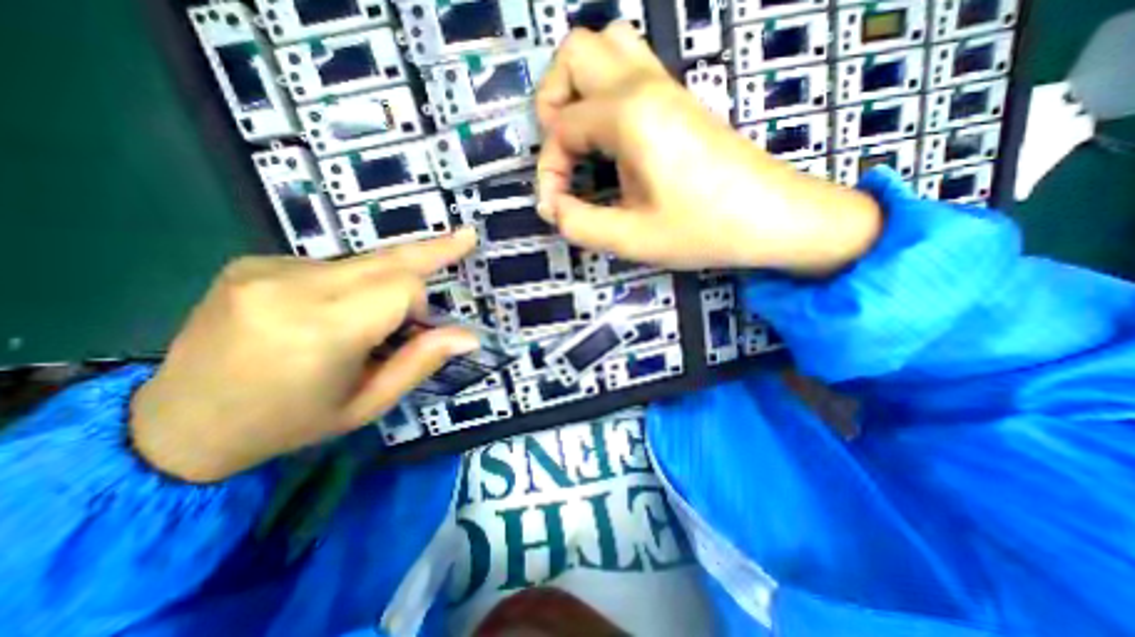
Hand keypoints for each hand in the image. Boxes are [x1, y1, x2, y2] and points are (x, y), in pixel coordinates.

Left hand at [133, 230, 477, 482]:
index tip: (418, 329)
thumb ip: (421, 362)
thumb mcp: (368, 404)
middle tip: (467, 236)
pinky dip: (350, 284)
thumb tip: (470, 335)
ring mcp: (265, 268)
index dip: (420, 305)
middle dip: (430, 251)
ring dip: (383, 283)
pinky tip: (328, 312)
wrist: (176, 426)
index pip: (402, 287)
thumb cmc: (289, 423)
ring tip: (367, 321)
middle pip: (387, 259)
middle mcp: (291, 286)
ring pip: (363, 262)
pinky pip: (331, 266)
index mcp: (321, 330)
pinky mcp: (252, 262)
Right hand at [538, 23, 880, 273]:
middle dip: (551, 102)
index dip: (549, 170)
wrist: (772, 217)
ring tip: (580, 138)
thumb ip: (580, 224)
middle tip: (561, 151)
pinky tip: (611, 139)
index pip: (561, 127)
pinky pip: (630, 68)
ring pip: (606, 47)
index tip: (557, 207)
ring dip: (579, 88)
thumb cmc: (704, 229)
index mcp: (629, 115)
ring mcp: (666, 85)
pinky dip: (604, 93)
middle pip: (575, 52)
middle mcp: (644, 84)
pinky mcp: (680, 99)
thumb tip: (554, 208)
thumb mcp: (632, 239)